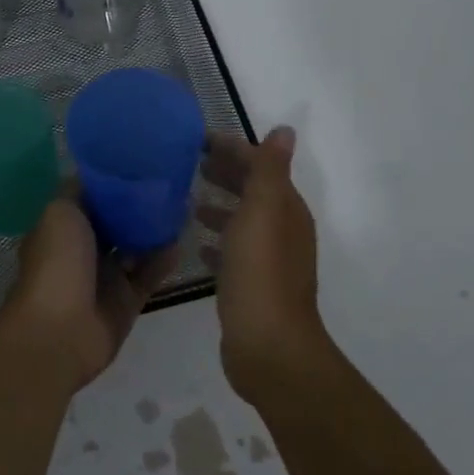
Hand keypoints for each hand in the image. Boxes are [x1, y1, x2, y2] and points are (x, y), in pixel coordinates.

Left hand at [0, 194, 178, 390]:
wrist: (59, 332)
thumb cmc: (56, 264)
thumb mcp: (60, 212)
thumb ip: (80, 192)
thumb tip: (98, 177)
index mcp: (62, 227)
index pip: (90, 199)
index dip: (113, 183)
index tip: (141, 163)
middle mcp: (82, 250)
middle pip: (116, 222)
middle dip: (139, 206)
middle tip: (170, 185)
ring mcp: (105, 276)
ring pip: (135, 247)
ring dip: (155, 230)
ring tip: (184, 207)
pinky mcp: (126, 300)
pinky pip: (149, 274)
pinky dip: (163, 260)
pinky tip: (180, 241)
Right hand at [197, 127, 326, 399]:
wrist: (267, 345)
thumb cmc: (261, 272)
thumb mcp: (264, 211)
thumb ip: (270, 170)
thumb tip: (285, 129)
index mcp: (286, 210)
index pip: (261, 166)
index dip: (234, 149)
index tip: (197, 139)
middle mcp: (282, 232)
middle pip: (253, 192)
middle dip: (226, 174)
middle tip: (188, 163)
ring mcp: (267, 262)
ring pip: (242, 222)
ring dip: (220, 206)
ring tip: (187, 200)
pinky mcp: (251, 287)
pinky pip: (232, 253)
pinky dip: (217, 241)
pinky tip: (197, 243)